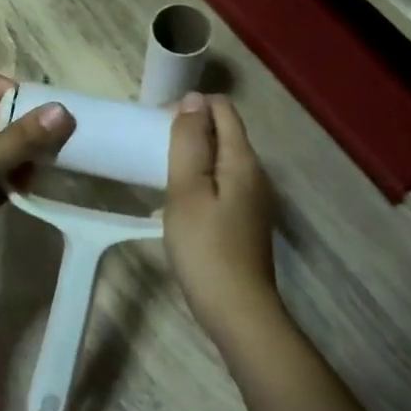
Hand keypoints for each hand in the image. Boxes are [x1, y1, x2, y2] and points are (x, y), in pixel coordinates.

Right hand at [163, 93, 280, 347]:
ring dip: (194, 156)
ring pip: (223, 160)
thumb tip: (193, 99)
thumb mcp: (187, 189)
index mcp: (242, 160)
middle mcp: (255, 173)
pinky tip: (180, 201)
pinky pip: (223, 184)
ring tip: (162, 171)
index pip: (223, 110)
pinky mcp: (246, 221)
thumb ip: (189, 141)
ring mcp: (254, 199)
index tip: (159, 124)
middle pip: (224, 133)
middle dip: (191, 129)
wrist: (237, 311)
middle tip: (154, 147)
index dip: (192, 106)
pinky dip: (201, 180)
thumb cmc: (206, 247)